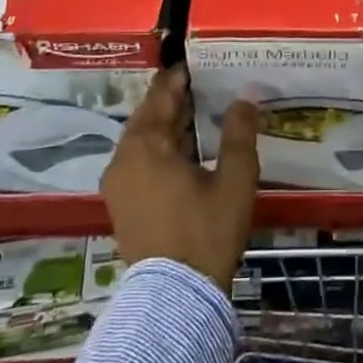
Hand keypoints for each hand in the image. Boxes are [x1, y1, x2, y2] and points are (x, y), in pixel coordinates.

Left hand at [102, 65, 258, 291]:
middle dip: (173, 100)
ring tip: (197, 116)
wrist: (175, 299)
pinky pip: (138, 160)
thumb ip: (239, 133)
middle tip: (203, 86)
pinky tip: (183, 152)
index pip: (160, 95)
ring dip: (166, 125)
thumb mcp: (234, 179)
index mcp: (146, 145)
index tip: (199, 63)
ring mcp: (117, 184)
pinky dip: (158, 148)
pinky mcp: (120, 204)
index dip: (179, 77)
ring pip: (141, 139)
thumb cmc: (206, 232)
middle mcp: (123, 158)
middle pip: (147, 115)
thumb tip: (245, 96)